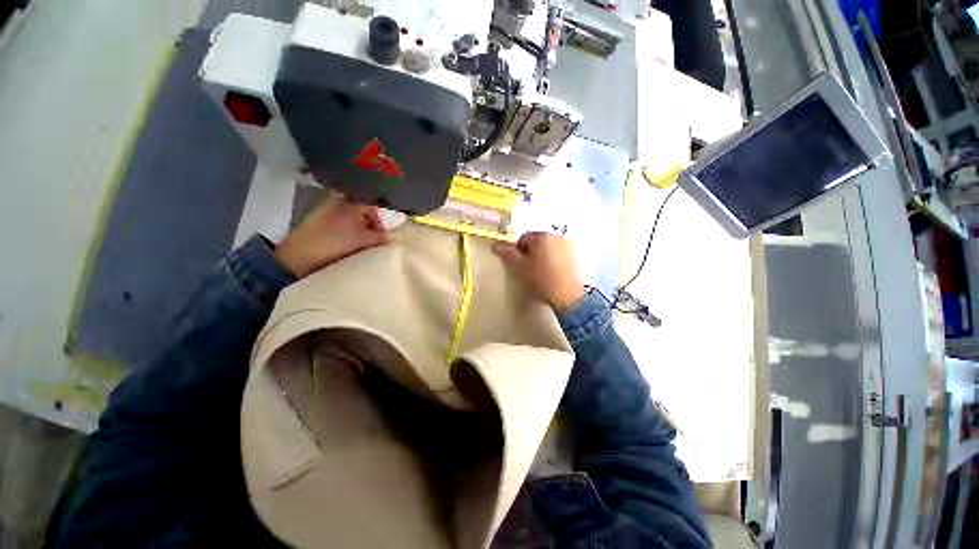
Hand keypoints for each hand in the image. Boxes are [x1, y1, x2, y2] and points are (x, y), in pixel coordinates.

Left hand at [274, 196, 390, 277]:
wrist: (299, 255)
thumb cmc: (334, 243)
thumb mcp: (361, 240)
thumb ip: (378, 237)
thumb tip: (392, 236)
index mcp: (349, 201)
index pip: (373, 205)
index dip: (380, 221)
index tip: (383, 235)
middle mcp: (338, 201)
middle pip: (362, 210)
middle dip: (370, 225)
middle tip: (374, 240)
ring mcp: (326, 209)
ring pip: (351, 217)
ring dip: (360, 228)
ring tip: (362, 243)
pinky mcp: (319, 220)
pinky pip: (341, 222)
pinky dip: (348, 230)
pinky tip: (349, 242)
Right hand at [493, 232, 585, 310]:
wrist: (567, 295)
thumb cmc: (542, 279)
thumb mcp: (522, 267)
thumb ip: (509, 254)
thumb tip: (497, 247)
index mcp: (541, 237)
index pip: (524, 238)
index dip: (518, 250)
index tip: (519, 263)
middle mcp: (555, 236)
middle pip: (537, 240)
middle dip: (531, 251)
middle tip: (528, 267)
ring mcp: (567, 245)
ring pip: (548, 246)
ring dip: (543, 254)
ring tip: (541, 271)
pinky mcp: (574, 255)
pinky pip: (559, 252)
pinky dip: (553, 258)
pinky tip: (552, 272)